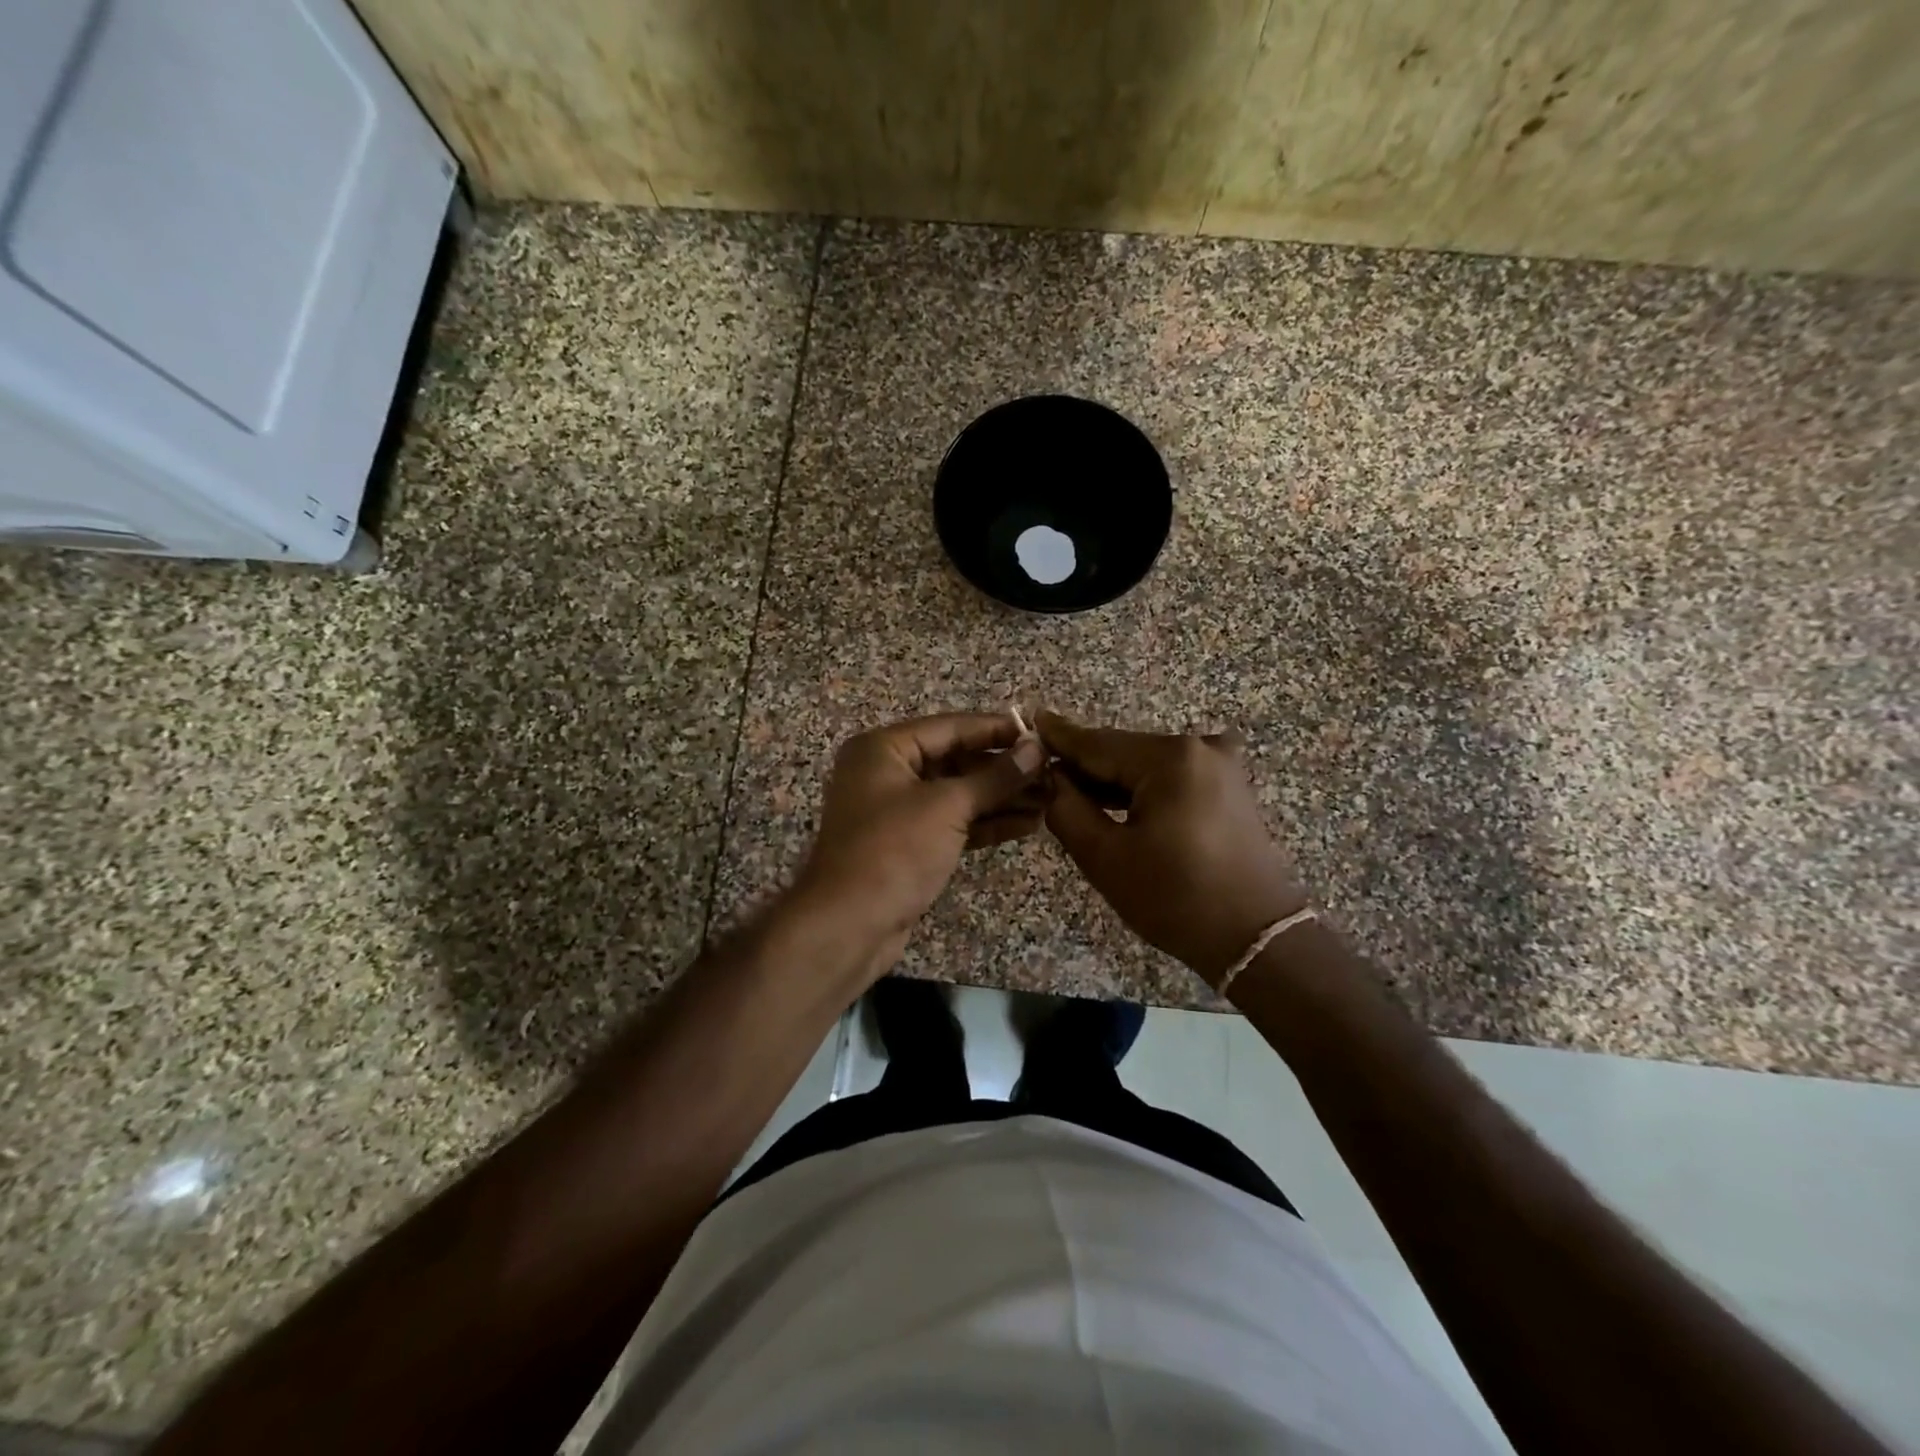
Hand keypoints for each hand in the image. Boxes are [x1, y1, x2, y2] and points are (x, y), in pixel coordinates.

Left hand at [794, 712, 1046, 962]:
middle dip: (1003, 769)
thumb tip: (1036, 749)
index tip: (1040, 733)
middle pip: (955, 760)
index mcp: (883, 749)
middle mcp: (887, 773)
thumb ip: (995, 777)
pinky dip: (986, 823)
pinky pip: (953, 823)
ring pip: (957, 795)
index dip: (997, 730)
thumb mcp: (947, 806)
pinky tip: (1027, 824)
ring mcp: (897, 811)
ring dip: (1001, 798)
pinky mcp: (909, 845)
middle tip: (1051, 772)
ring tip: (1050, 799)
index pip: (950, 728)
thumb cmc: (894, 850)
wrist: (849, 925)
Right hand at [1038, 711, 1308, 985]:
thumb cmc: (1175, 898)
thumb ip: (1067, 808)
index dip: (1059, 738)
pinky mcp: (1228, 785)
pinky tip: (1115, 805)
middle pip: (1123, 752)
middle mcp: (1199, 747)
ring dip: (1111, 781)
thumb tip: (1050, 777)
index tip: (1028, 722)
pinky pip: (1170, 777)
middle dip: (1083, 767)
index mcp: (1170, 758)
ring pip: (1145, 765)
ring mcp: (1220, 764)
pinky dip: (1141, 789)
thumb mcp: (1105, 857)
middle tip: (1040, 776)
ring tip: (1070, 795)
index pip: (1097, 744)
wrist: (1256, 937)